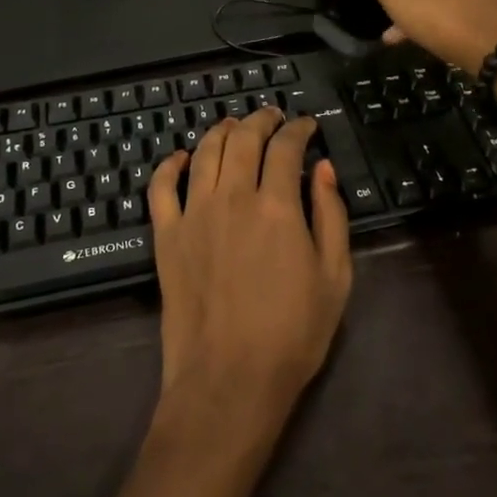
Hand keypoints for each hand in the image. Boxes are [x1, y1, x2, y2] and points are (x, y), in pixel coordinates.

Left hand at [148, 110, 352, 437]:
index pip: (286, 147)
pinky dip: (171, 164)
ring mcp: (194, 213)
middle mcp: (232, 197)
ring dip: (221, 131)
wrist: (229, 380)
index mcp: (277, 206)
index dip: (299, 129)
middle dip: (261, 119)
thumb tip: (323, 169)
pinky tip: (182, 156)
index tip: (306, 125)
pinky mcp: (166, 235)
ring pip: (204, 152)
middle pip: (243, 139)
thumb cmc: (292, 334)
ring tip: (233, 125)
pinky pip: (161, 186)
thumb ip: (331, 215)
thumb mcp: (335, 277)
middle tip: (272, 116)